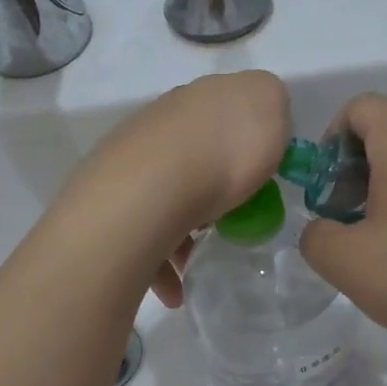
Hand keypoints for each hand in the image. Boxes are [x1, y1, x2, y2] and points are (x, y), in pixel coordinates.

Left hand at [70, 70, 290, 304]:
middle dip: (214, 186)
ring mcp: (133, 159)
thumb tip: (259, 118)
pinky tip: (176, 288)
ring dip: (185, 230)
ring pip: (168, 195)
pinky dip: (162, 261)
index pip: (228, 109)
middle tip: (233, 217)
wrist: (151, 191)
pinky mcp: (114, 199)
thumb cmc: (224, 151)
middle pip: (197, 153)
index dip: (248, 139)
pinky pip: (146, 232)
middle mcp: (162, 121)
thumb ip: (271, 105)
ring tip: (200, 260)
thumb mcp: (271, 107)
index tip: (262, 175)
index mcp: (202, 97)